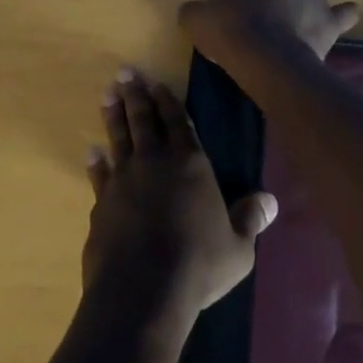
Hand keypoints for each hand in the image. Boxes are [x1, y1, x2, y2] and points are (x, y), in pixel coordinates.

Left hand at [81, 69, 276, 338]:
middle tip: (125, 72)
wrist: (142, 290)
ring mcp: (124, 180)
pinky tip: (91, 152)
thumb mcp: (237, 248)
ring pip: (119, 138)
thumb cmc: (198, 265)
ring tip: (107, 95)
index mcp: (190, 165)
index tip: (157, 84)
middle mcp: (155, 162)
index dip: (168, 102)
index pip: (178, 123)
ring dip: (113, 116)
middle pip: (144, 120)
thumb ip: (249, 220)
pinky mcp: (102, 203)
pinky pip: (99, 175)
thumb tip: (270, 200)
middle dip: (136, 95)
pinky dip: (96, 162)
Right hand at [178, 0, 360, 68]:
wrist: (266, 59)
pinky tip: (336, 22)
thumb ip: (195, 10)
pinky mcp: (331, 18)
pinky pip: (344, 12)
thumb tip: (194, 12)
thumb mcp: (195, 19)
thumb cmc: (227, 31)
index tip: (237, 1)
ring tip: (298, 14)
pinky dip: (341, 16)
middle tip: (264, 12)